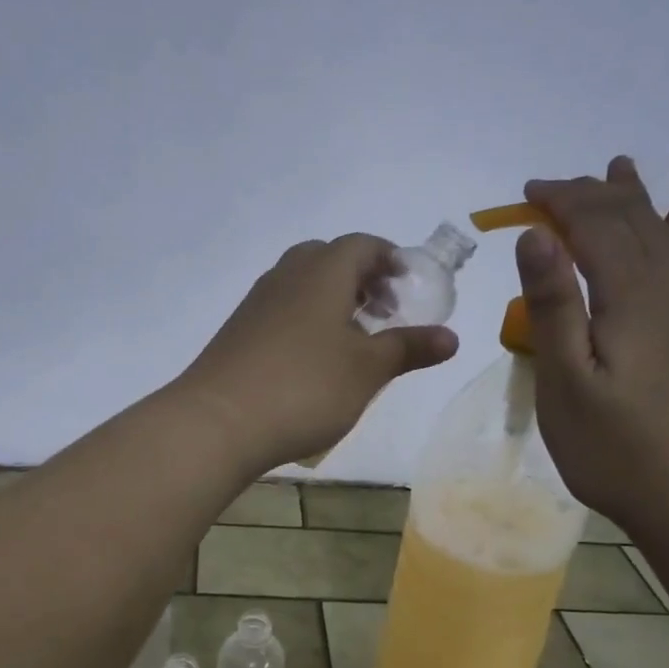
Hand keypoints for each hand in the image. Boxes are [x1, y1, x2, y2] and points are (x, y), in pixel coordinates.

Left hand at [174, 234, 458, 471]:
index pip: (362, 245)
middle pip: (328, 259)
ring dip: (332, 301)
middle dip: (361, 279)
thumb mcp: (367, 370)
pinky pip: (281, 311)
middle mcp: (286, 276)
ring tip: (353, 341)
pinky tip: (313, 362)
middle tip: (383, 311)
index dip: (390, 259)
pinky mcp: (237, 332)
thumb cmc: (305, 388)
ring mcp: (256, 303)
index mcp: (322, 272)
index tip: (409, 283)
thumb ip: (409, 348)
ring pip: (302, 285)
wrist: (217, 422)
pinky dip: (306, 321)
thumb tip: (451, 337)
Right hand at [515, 157, 668, 533]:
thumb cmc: (620, 449)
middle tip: (558, 184)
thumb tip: (537, 235)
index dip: (562, 201)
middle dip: (594, 195)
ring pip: (665, 238)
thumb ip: (553, 305)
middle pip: (634, 223)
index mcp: (635, 297)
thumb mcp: (567, 382)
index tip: (527, 191)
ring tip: (622, 171)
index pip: (596, 225)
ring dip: (636, 203)